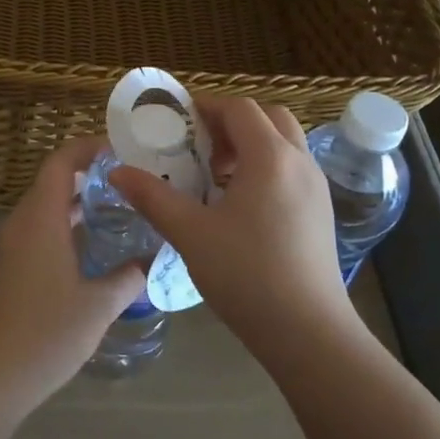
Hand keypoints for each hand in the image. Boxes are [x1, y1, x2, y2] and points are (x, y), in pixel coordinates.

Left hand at [0, 137, 146, 403]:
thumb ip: (128, 277)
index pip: (61, 162)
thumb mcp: (99, 306)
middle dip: (88, 176)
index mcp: (41, 219)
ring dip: (75, 205)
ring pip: (43, 209)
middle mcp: (20, 224)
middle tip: (128, 183)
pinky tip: (87, 250)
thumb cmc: (46, 334)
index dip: (88, 148)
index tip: (121, 150)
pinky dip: (62, 228)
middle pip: (52, 182)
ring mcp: (7, 247)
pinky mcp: (3, 270)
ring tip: (115, 211)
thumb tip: (151, 259)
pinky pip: (35, 233)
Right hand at [112, 97, 355, 355]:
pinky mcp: (322, 213)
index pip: (240, 108)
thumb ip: (152, 197)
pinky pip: (293, 170)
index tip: (177, 123)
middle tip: (200, 147)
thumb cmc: (247, 274)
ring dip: (251, 146)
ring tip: (216, 178)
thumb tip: (117, 172)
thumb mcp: (190, 234)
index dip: (207, 107)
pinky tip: (241, 207)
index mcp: (270, 157)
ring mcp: (317, 188)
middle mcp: (300, 162)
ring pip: (285, 144)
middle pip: (269, 117)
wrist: (308, 331)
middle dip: (232, 123)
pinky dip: (267, 169)